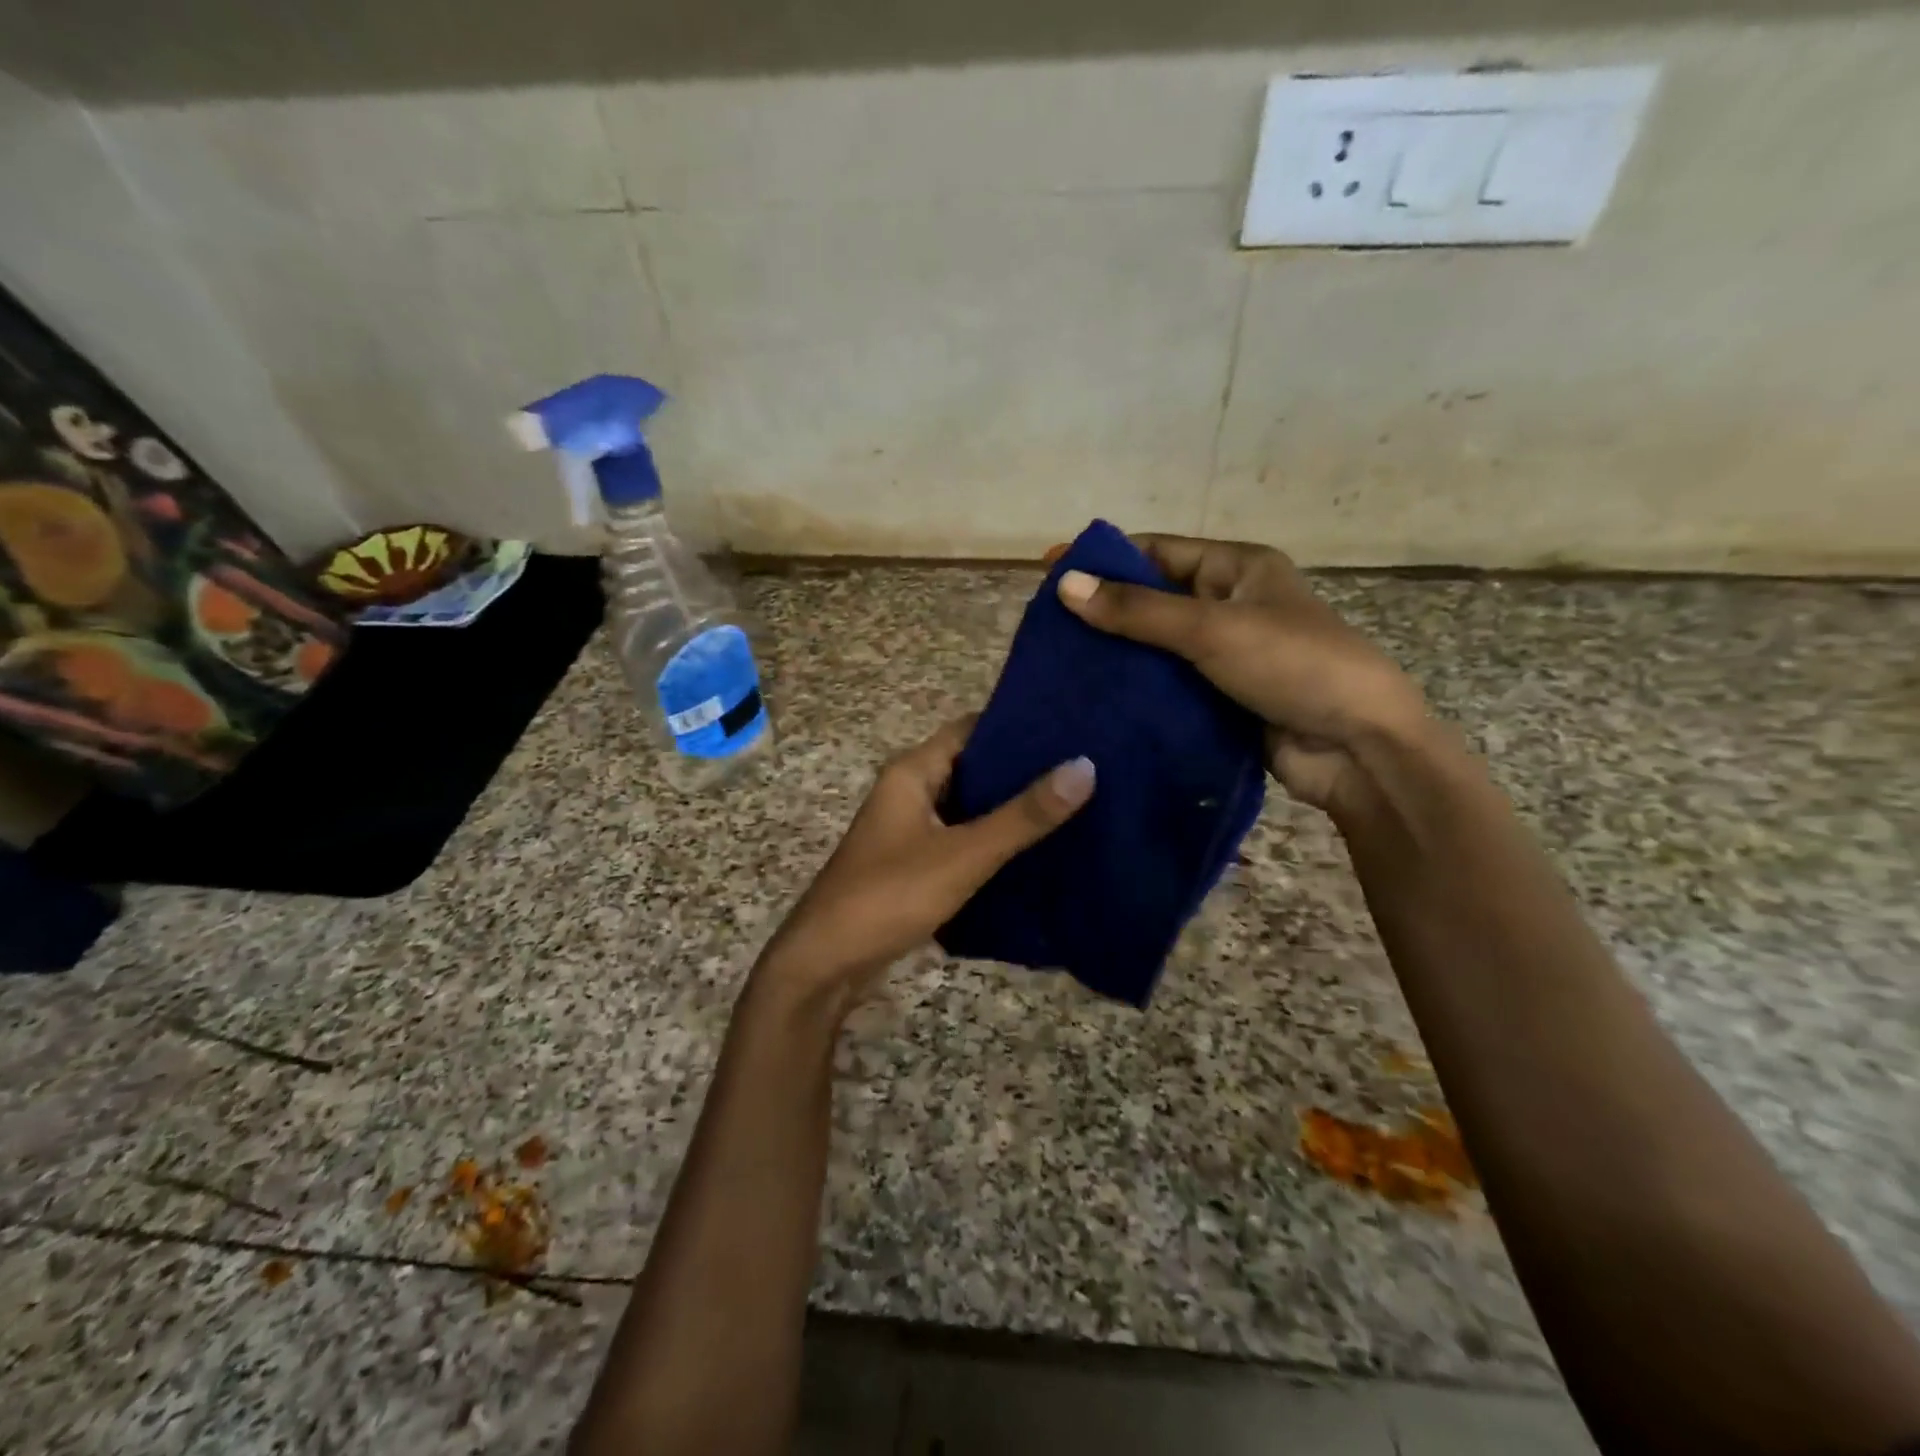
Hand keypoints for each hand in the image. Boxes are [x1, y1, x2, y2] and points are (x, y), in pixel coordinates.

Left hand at [754, 717, 1094, 1015]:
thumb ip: (1023, 816)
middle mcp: (909, 790)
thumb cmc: (889, 895)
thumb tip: (1084, 766)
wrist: (824, 963)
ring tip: (1072, 803)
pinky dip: (993, 838)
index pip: (972, 729)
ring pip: (968, 805)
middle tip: (1084, 768)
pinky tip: (1035, 849)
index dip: (1018, 725)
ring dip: (1009, 807)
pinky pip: (961, 837)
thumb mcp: (963, 854)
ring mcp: (909, 828)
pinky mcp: (913, 862)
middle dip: (1022, 769)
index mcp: (912, 771)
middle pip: (973, 766)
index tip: (1072, 728)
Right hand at [1055, 534, 1427, 815]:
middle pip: (1154, 599)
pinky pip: (1169, 685)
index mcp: (1238, 569)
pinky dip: (1137, 690)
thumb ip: (1138, 611)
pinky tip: (1095, 700)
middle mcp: (1230, 605)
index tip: (1050, 572)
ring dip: (1118, 655)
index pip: (1158, 552)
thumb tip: (1065, 585)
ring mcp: (1226, 655)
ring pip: (1158, 647)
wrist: (1357, 748)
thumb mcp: (1211, 629)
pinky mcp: (1221, 698)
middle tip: (1046, 627)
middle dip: (1105, 611)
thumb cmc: (1293, 666)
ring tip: (1060, 666)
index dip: (1105, 560)